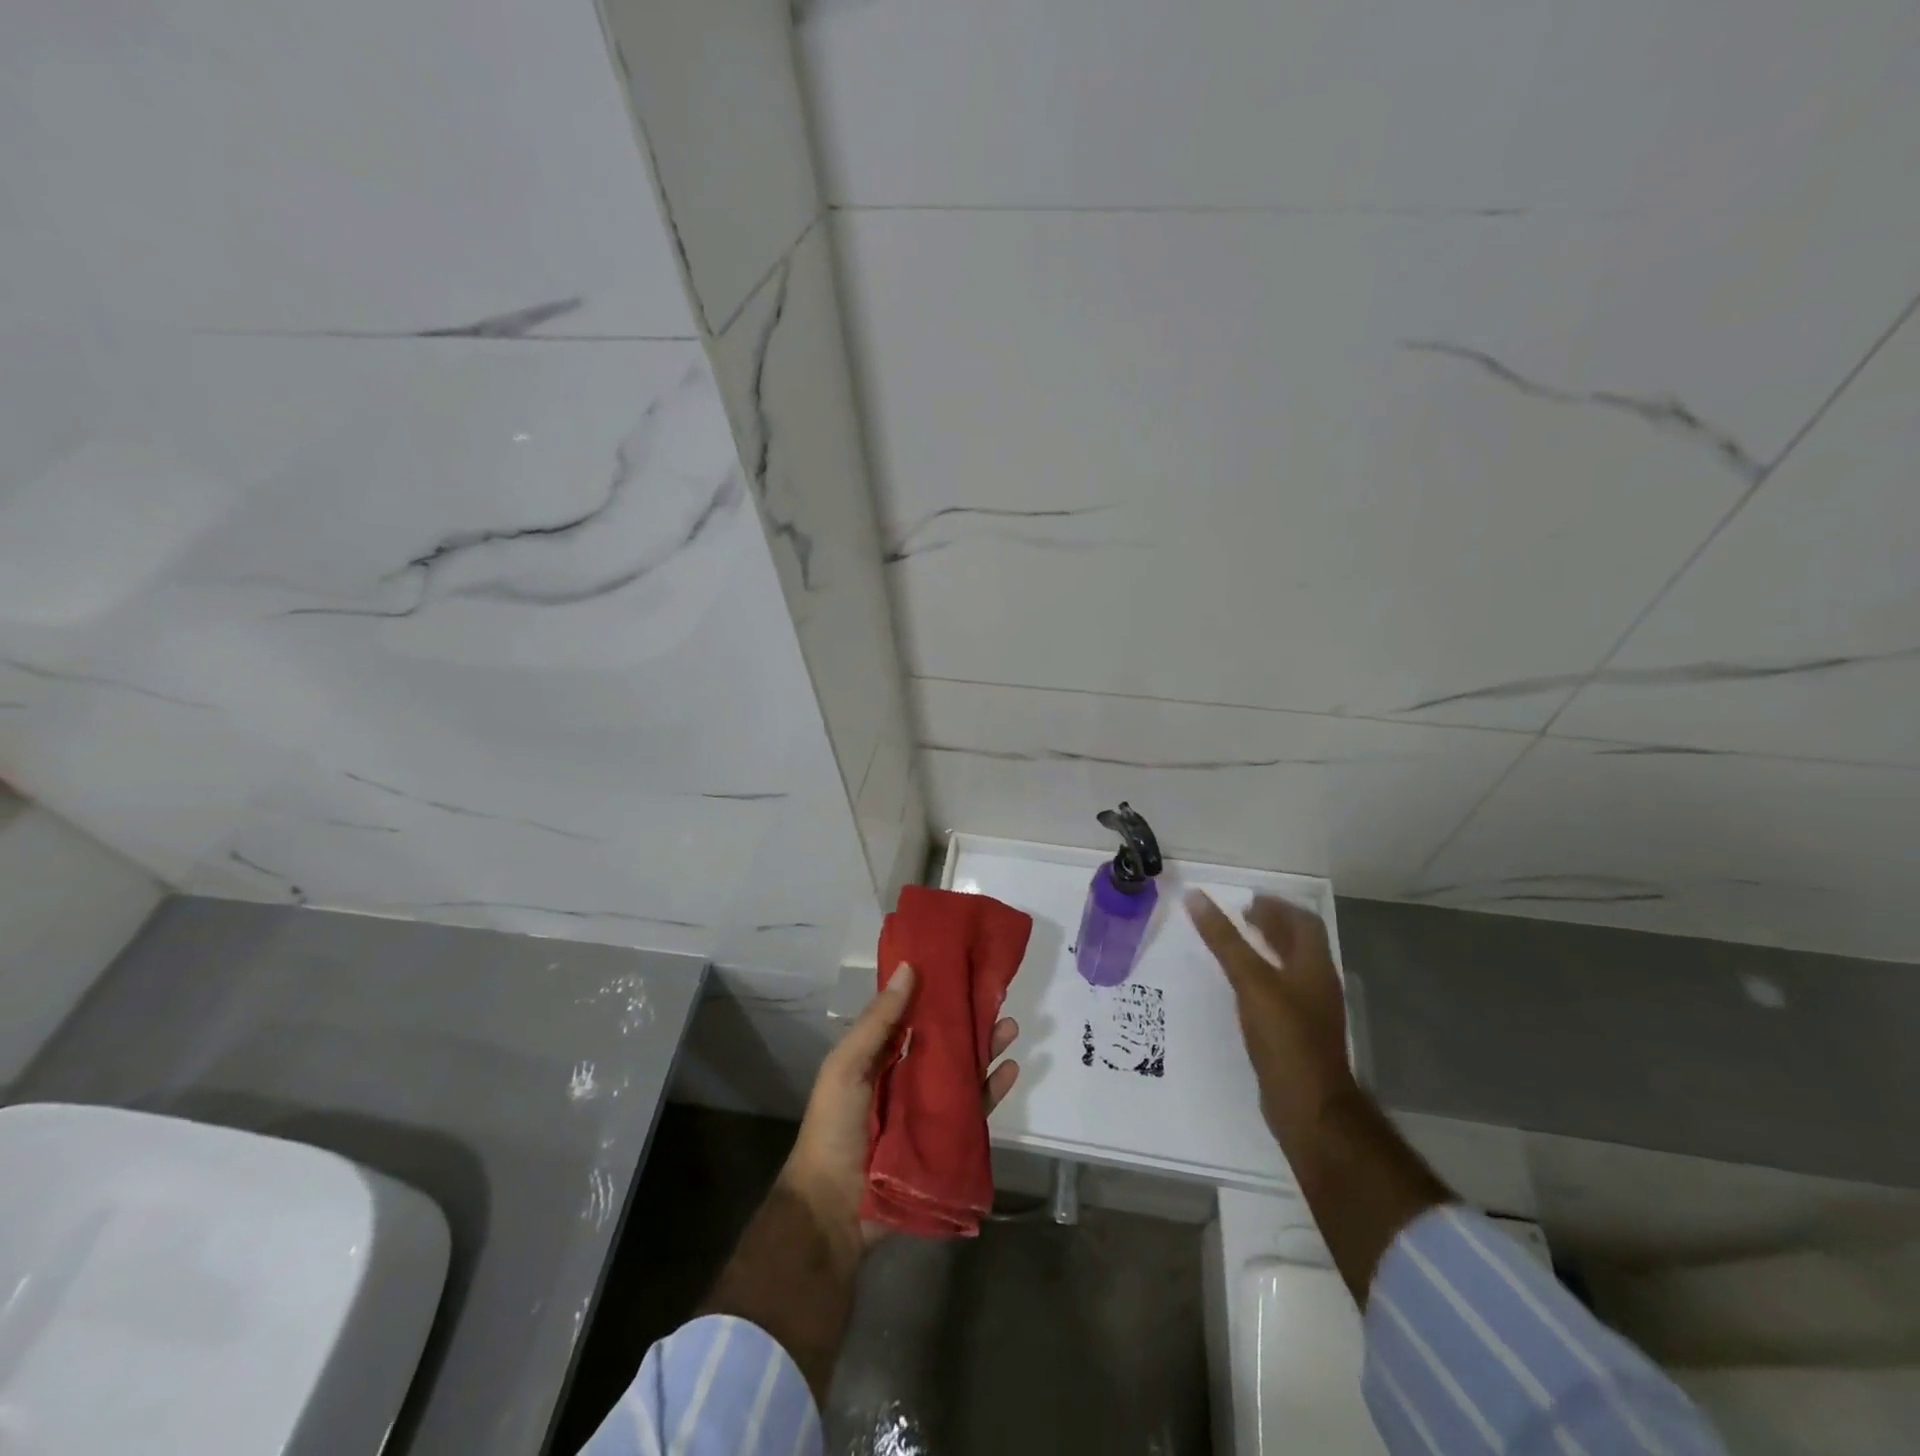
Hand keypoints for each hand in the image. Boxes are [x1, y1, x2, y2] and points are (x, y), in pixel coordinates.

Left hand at [779, 964, 1019, 1255]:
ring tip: (1010, 1028)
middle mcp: (906, 1077)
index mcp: (879, 1056)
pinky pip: (975, 1109)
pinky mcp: (946, 1139)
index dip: (935, 993)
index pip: (913, 1016)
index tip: (960, 968)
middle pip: (945, 1042)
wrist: (834, 1209)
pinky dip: (993, 1089)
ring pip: (964, 1071)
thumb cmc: (834, 1128)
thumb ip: (878, 1021)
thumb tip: (908, 968)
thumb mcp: (846, 1066)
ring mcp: (929, 1109)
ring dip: (987, 1049)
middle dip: (970, 1020)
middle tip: (996, 997)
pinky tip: (1010, 1071)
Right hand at [1185, 892, 1355, 1141]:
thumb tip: (1195, 897)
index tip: (1245, 901)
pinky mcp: (1297, 1036)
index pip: (1303, 923)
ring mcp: (1310, 1012)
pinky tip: (1240, 989)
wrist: (1309, 1107)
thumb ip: (1225, 940)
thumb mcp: (1251, 981)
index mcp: (1314, 966)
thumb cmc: (1284, 1037)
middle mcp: (1317, 984)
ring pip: (1289, 969)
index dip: (1277, 907)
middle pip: (1298, 944)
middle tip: (1236, 918)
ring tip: (1234, 947)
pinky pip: (1281, 994)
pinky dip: (1262, 979)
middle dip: (1270, 926)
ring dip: (1265, 952)